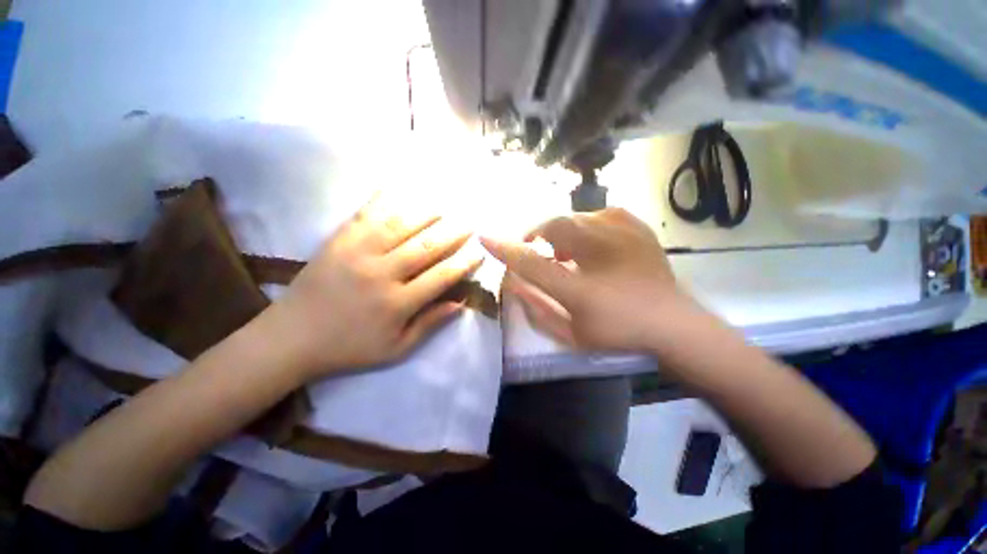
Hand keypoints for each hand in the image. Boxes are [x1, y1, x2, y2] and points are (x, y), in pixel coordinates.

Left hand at [263, 195, 482, 379]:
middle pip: (426, 247)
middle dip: (452, 233)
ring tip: (443, 206)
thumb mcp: (396, 348)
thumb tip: (460, 303)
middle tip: (468, 223)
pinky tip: (397, 188)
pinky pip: (365, 215)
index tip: (478, 252)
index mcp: (397, 303)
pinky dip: (383, 199)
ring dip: (425, 213)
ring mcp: (357, 253)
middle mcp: (382, 274)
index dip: (463, 263)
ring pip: (400, 226)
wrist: (291, 337)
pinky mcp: (337, 241)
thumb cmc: (349, 347)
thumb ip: (429, 324)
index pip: (441, 277)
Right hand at [481, 208, 693, 351]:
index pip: (530, 261)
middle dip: (536, 235)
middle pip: (553, 226)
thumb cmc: (618, 334)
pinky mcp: (637, 228)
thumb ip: (537, 309)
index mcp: (580, 286)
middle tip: (538, 250)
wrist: (674, 326)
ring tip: (566, 250)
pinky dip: (588, 224)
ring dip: (561, 231)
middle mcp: (599, 254)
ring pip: (575, 216)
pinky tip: (591, 240)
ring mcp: (622, 235)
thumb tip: (514, 284)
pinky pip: (601, 213)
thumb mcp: (571, 332)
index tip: (483, 236)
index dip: (504, 248)